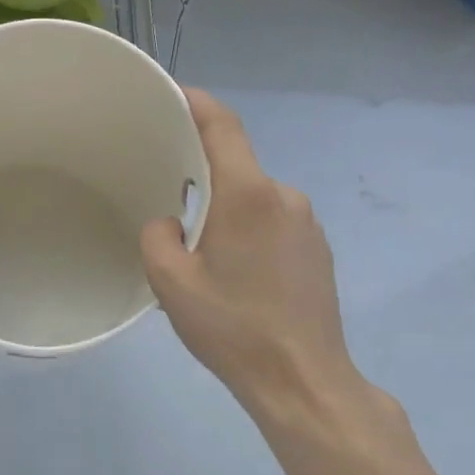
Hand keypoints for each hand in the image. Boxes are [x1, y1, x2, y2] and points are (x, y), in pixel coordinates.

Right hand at [141, 89, 374, 433]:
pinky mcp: (317, 249)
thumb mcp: (171, 283)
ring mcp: (307, 222)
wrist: (304, 381)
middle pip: (236, 164)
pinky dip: (247, 228)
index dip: (196, 101)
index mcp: (247, 194)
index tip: (171, 93)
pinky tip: (234, 269)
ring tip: (199, 247)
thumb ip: (158, 236)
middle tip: (167, 191)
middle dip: (201, 170)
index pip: (223, 125)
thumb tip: (171, 222)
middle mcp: (283, 196)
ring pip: (253, 196)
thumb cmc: (234, 327)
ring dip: (225, 207)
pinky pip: (272, 220)